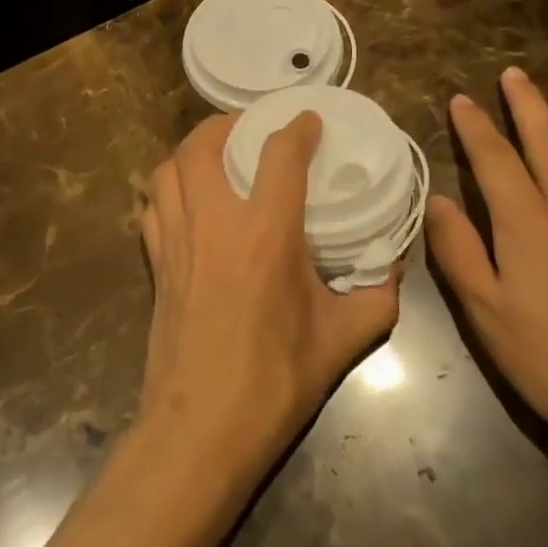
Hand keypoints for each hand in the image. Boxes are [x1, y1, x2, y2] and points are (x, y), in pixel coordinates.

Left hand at [139, 112, 401, 473]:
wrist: (201, 426)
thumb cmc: (275, 381)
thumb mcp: (342, 340)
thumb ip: (377, 296)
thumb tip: (395, 266)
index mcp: (265, 233)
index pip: (280, 155)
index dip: (296, 128)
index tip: (308, 119)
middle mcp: (214, 221)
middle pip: (203, 144)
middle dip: (225, 123)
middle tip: (249, 127)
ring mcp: (176, 238)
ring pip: (168, 168)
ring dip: (190, 150)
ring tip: (214, 155)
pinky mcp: (155, 260)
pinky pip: (152, 204)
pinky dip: (167, 188)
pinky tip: (185, 200)